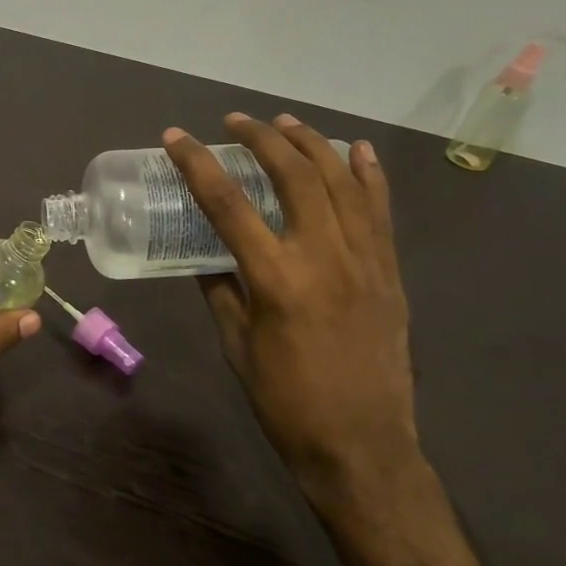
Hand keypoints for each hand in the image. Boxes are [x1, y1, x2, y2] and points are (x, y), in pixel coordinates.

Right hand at [165, 114, 417, 509]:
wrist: (361, 444)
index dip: (197, 164)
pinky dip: (367, 174)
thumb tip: (207, 257)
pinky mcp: (389, 271)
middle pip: (292, 175)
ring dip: (310, 143)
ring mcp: (365, 259)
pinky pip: (380, 210)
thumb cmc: (285, 400)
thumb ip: (221, 290)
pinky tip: (355, 150)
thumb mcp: (236, 344)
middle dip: (260, 138)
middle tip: (234, 122)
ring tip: (284, 122)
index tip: (176, 137)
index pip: (227, 204)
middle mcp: (324, 256)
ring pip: (341, 181)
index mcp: (276, 278)